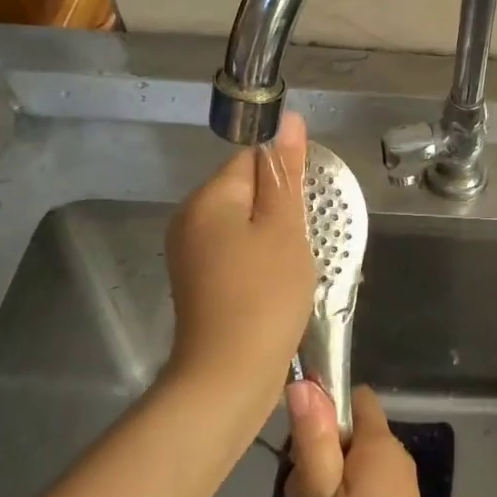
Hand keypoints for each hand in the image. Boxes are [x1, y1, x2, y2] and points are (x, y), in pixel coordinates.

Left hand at [163, 111, 312, 418]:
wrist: (228, 377)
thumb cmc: (264, 295)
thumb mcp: (285, 228)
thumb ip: (286, 172)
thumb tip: (288, 119)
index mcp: (208, 198)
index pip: (251, 158)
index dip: (285, 176)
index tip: (307, 206)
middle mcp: (190, 219)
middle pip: (246, 190)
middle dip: (281, 207)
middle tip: (304, 240)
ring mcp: (191, 252)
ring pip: (244, 222)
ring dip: (274, 235)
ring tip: (294, 264)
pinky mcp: (199, 281)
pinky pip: (236, 250)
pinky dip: (260, 258)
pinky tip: (277, 282)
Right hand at [285, 384, 441, 496]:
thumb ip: (312, 439)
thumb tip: (304, 383)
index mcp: (379, 445)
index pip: (353, 398)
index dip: (322, 409)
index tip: (298, 445)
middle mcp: (394, 458)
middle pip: (345, 436)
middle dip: (314, 461)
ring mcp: (397, 489)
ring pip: (347, 470)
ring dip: (321, 493)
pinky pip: (358, 495)